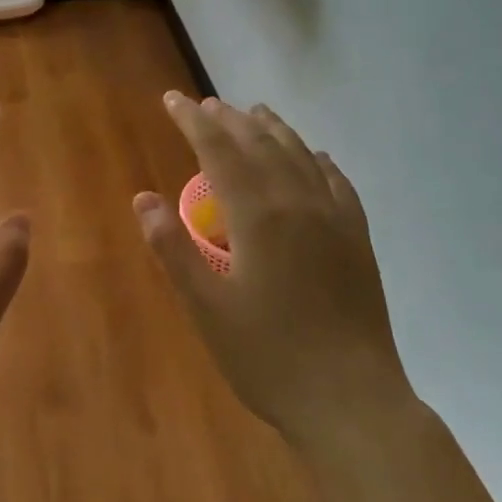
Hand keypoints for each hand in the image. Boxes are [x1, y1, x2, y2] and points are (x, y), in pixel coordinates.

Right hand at [134, 93, 414, 447]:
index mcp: (258, 216)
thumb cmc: (268, 356)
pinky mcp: (358, 241)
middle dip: (230, 119)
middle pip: (260, 144)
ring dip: (274, 129)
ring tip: (256, 112)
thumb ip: (172, 249)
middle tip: (206, 104)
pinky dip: (320, 161)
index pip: (219, 151)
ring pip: (301, 156)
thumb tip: (143, 198)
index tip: (173, 100)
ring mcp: (335, 220)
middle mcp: (299, 203)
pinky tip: (317, 157)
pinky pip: (339, 184)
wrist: (351, 401)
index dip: (193, 121)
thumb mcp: (206, 308)